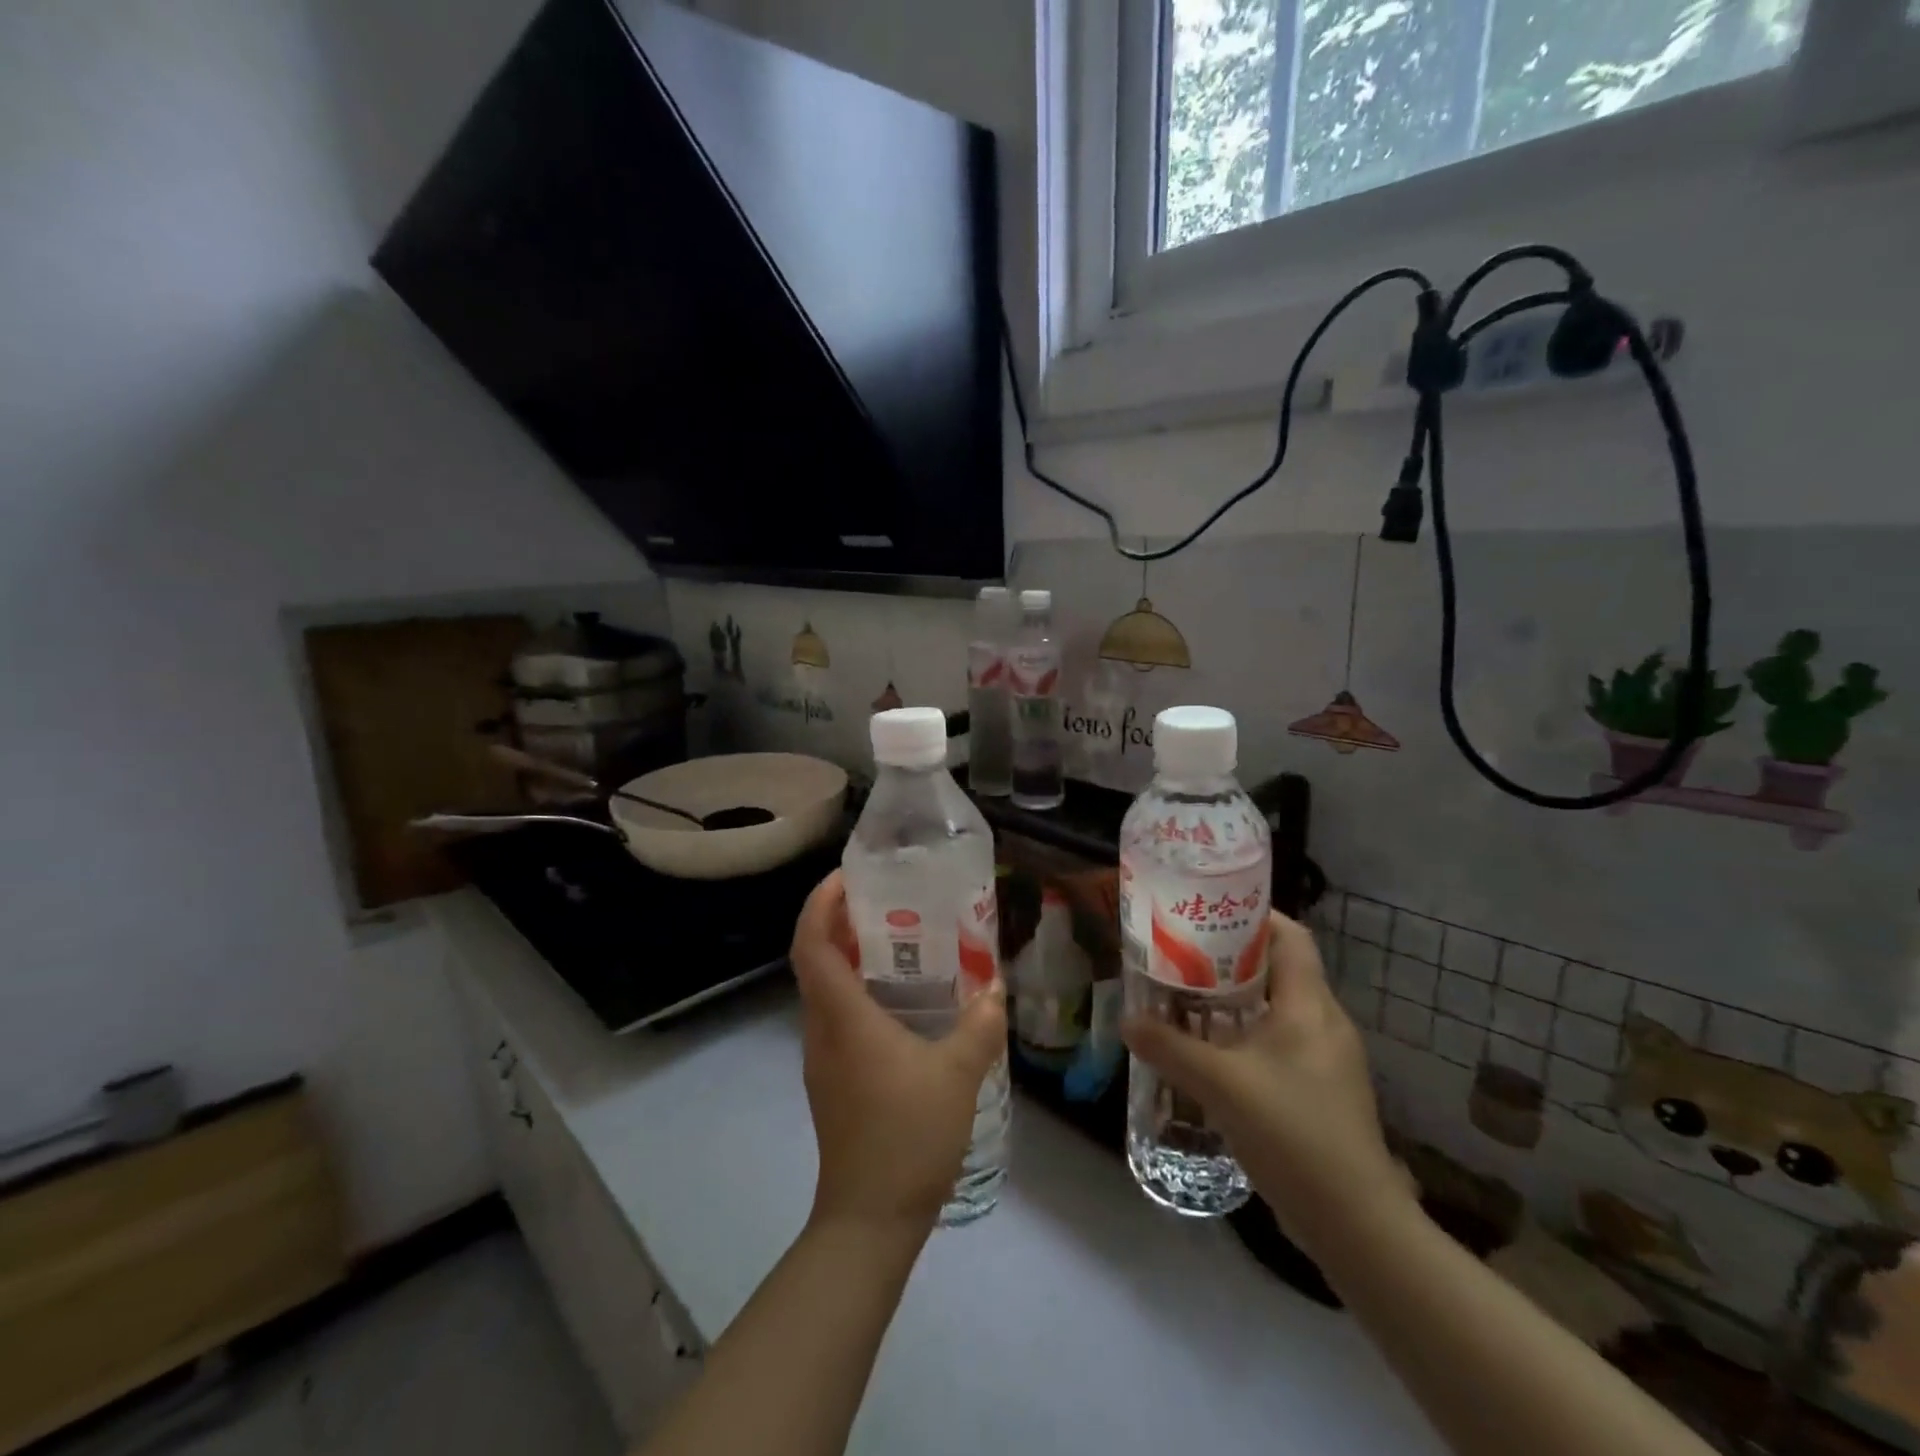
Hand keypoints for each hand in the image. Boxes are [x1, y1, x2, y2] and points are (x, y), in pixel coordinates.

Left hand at [790, 871, 1006, 1240]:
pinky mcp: (832, 1079)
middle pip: (813, 959)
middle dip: (836, 920)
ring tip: (895, 940)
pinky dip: (856, 990)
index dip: (818, 903)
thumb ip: (979, 1026)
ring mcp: (822, 1057)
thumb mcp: (957, 1075)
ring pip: (823, 988)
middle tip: (881, 899)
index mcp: (842, 1017)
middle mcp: (821, 1029)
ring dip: (847, 956)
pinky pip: (836, 1015)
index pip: (811, 943)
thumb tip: (994, 987)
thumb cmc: (907, 1135)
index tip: (844, 876)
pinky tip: (899, 1000)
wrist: (869, 1218)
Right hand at [1122, 911, 1409, 1257]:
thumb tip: (1127, 1021)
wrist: (1353, 1222)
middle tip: (1182, 953)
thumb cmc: (1291, 1132)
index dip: (1253, 914)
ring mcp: (1326, 1058)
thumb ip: (1168, 1047)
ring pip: (1277, 1007)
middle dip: (1230, 956)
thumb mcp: (1220, 1084)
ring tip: (1187, 997)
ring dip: (1235, 999)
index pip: (1290, 936)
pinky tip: (1212, 1052)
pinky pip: (1279, 1041)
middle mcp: (1324, 1021)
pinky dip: (1245, 1034)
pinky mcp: (1320, 1090)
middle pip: (1279, 968)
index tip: (1207, 911)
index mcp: (1310, 1005)